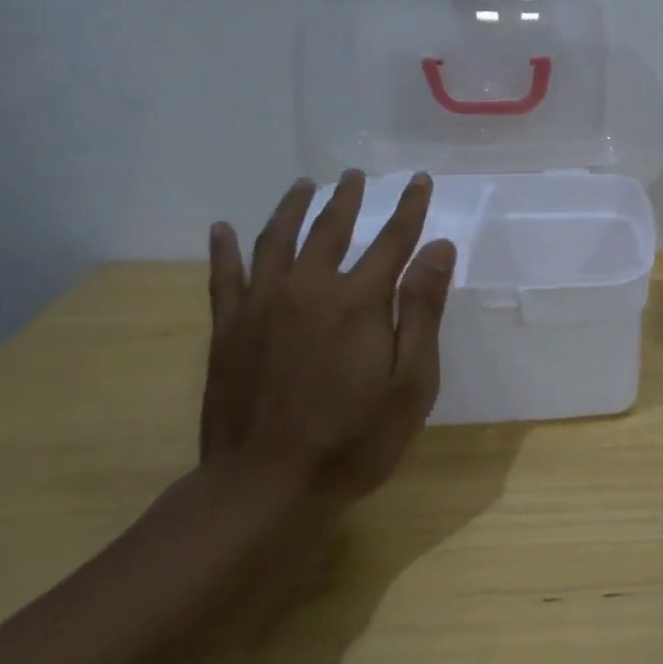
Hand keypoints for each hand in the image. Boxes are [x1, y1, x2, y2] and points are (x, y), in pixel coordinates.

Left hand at [200, 172, 456, 507]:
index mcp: (357, 301)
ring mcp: (261, 307)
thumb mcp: (411, 381)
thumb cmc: (354, 438)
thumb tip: (440, 248)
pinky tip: (222, 228)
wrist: (266, 487)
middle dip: (347, 198)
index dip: (410, 208)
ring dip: (293, 208)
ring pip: (276, 240)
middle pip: (331, 229)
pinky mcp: (228, 330)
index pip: (392, 239)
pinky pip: (224, 277)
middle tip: (355, 175)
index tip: (420, 181)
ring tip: (304, 186)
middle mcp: (308, 289)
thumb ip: (423, 309)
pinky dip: (224, 249)